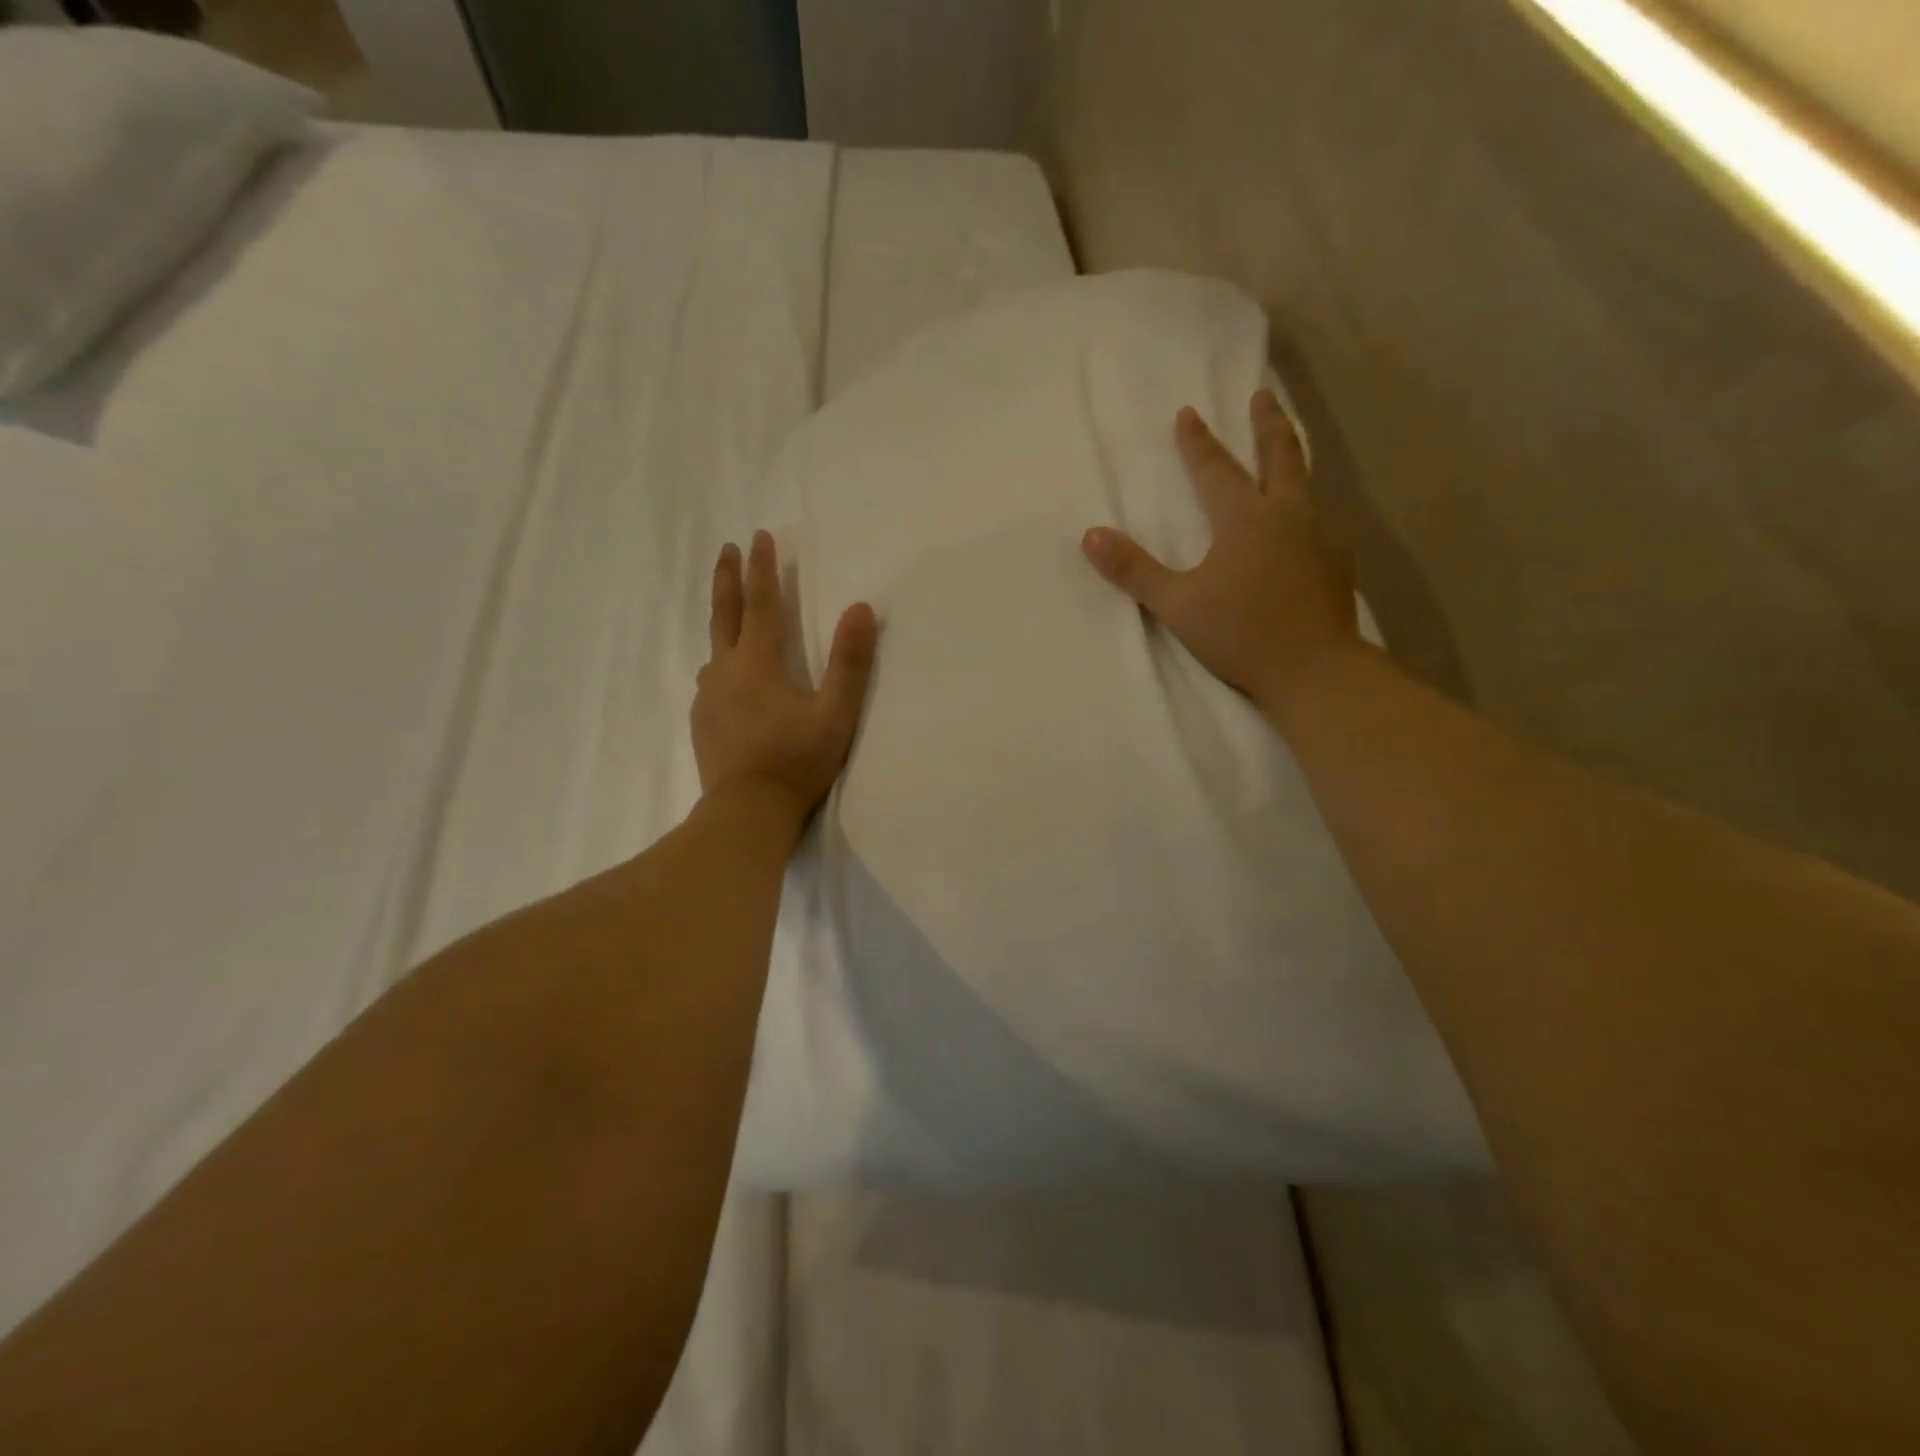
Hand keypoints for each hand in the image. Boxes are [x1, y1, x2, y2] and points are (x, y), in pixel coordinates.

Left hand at [692, 530, 877, 821]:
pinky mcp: (702, 722)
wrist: (746, 812)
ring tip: (731, 616)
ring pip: (713, 648)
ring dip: (722, 622)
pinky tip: (726, 678)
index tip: (760, 536)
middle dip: (727, 579)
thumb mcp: (835, 713)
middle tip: (727, 549)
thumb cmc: (796, 761)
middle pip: (724, 615)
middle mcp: (725, 671)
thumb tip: (861, 609)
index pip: (761, 604)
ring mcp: (708, 698)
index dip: (763, 569)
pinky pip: (710, 681)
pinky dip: (720, 664)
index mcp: (758, 663)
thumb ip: (850, 663)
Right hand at [1082, 390, 1359, 725]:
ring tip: (1287, 450)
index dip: (1197, 442)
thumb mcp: (1177, 605)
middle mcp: (1287, 516)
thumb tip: (1090, 536)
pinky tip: (1305, 526)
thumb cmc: (1241, 634)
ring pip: (1308, 484)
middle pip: (1280, 456)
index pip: (1216, 470)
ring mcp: (1320, 538)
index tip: (1189, 412)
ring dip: (1293, 458)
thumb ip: (1134, 570)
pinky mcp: (1337, 565)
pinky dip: (1308, 509)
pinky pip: (1320, 522)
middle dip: (1268, 423)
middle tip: (1263, 395)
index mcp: (1245, 520)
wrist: (1315, 670)